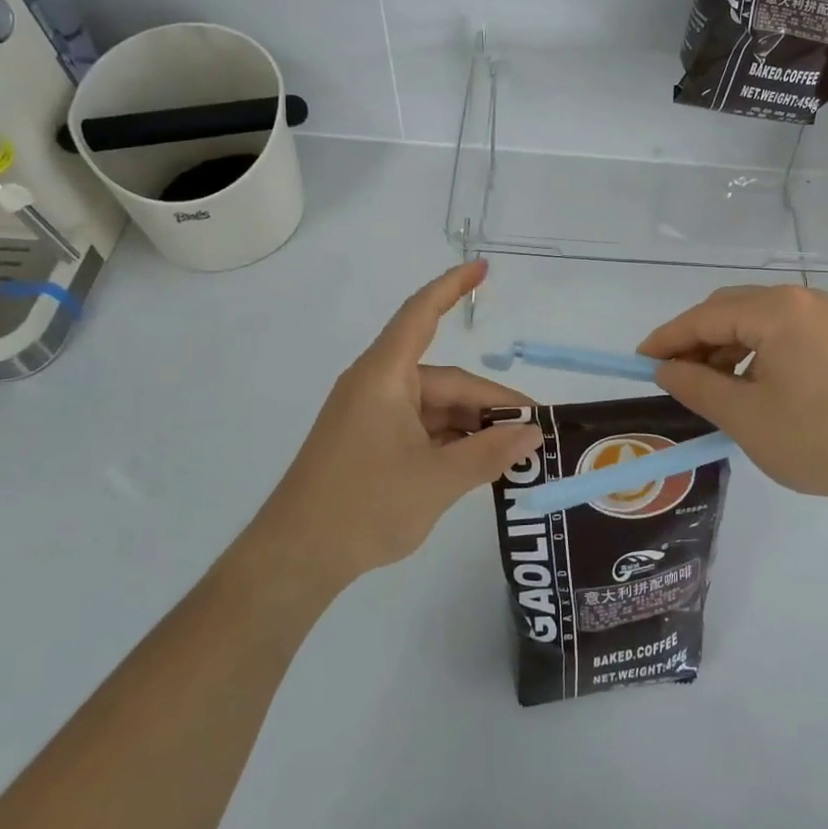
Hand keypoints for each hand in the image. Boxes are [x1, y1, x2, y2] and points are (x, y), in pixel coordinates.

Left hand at [258, 261, 541, 588]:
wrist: (294, 559)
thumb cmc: (363, 507)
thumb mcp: (437, 481)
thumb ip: (489, 454)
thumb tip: (532, 434)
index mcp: (384, 376)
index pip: (421, 315)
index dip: (452, 286)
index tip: (483, 268)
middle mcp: (377, 386)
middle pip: (444, 380)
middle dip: (488, 403)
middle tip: (533, 430)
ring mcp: (371, 416)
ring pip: (435, 408)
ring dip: (472, 426)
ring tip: (512, 453)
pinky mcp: (369, 443)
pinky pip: (420, 428)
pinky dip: (450, 441)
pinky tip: (478, 463)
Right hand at [638, 285, 827, 502]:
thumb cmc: (820, 437)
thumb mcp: (745, 417)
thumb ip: (696, 386)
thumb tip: (664, 369)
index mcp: (775, 310)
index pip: (704, 316)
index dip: (667, 339)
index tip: (638, 361)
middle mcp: (799, 299)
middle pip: (729, 310)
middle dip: (695, 341)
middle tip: (672, 377)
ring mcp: (823, 316)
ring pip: (754, 321)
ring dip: (724, 348)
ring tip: (709, 388)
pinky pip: (780, 332)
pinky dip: (753, 353)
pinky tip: (748, 385)